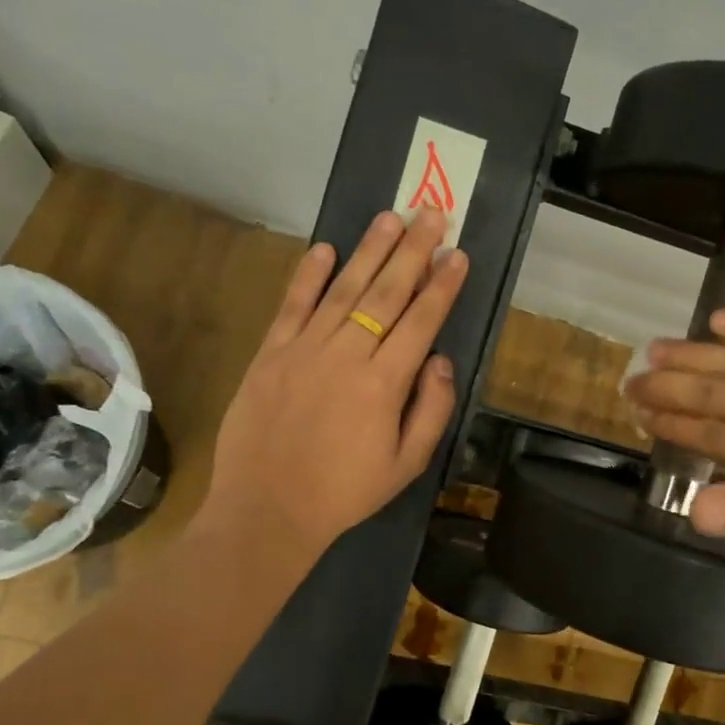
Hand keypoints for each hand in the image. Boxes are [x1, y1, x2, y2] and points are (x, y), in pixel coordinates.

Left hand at [195, 205, 467, 560]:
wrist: (267, 510)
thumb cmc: (345, 492)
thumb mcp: (406, 465)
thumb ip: (431, 410)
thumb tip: (440, 360)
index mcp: (384, 384)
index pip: (421, 321)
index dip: (442, 285)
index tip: (458, 254)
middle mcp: (346, 355)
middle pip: (386, 293)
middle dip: (413, 252)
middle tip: (432, 214)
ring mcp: (304, 350)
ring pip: (343, 290)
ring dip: (369, 251)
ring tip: (390, 217)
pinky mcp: (270, 354)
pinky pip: (292, 307)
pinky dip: (307, 276)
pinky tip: (324, 249)